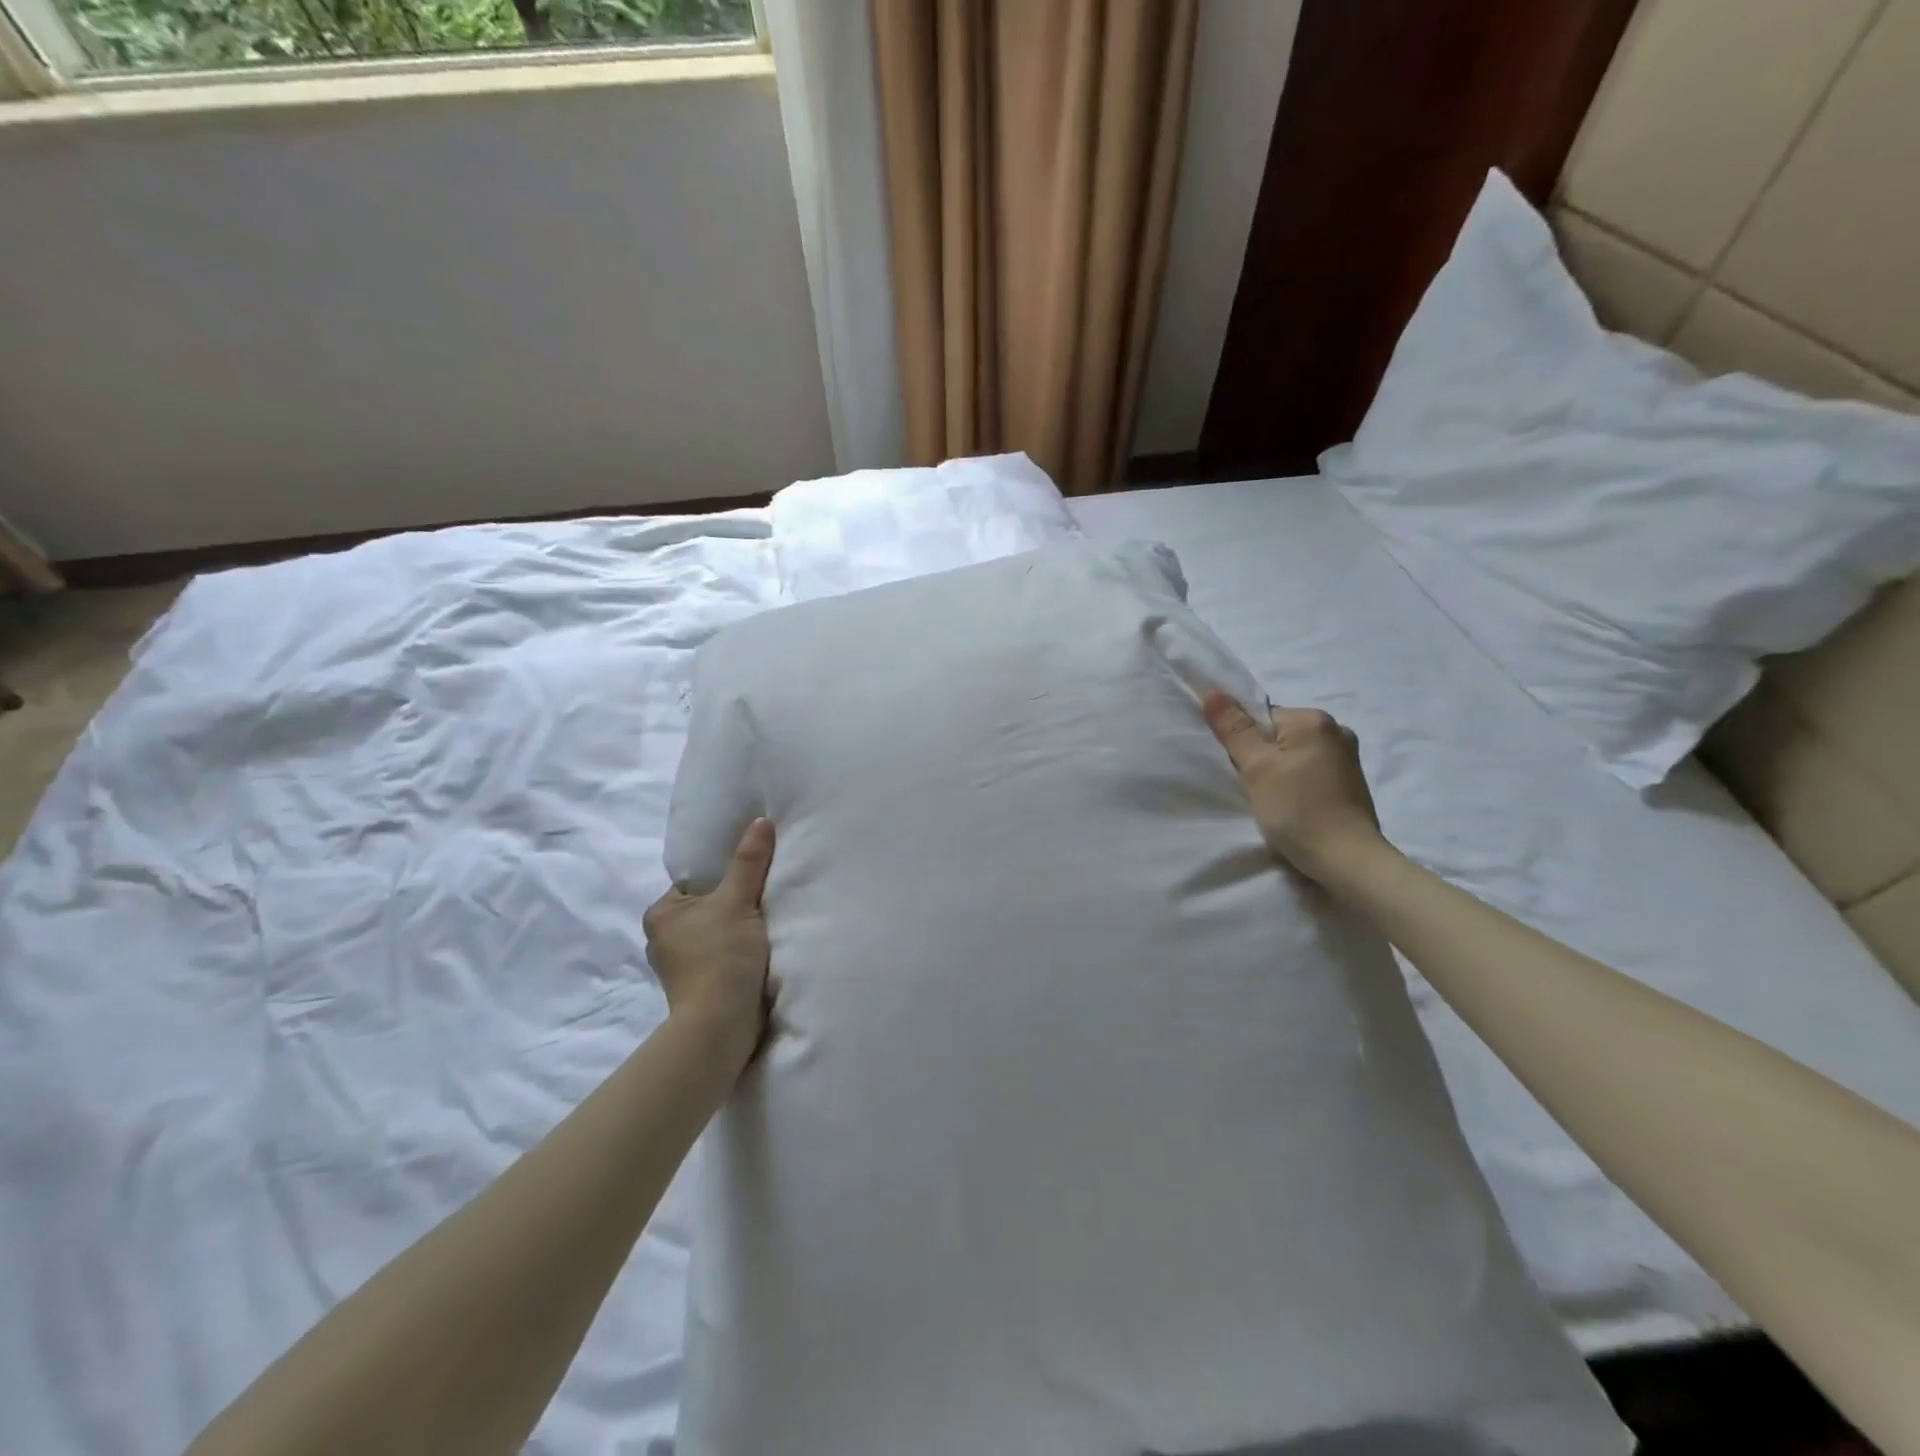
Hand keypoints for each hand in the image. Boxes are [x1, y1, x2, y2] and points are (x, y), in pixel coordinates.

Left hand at [643, 818, 775, 1063]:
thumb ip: (749, 861)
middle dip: (734, 902)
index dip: (725, 873)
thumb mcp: (738, 900)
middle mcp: (663, 938)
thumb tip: (761, 821)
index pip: (697, 880)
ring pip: (717, 932)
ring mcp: (681, 966)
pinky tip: (763, 946)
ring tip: (770, 916)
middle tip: (767, 890)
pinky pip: (723, 956)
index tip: (754, 869)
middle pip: (709, 906)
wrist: (721, 1026)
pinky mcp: (700, 987)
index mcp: (661, 913)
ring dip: (739, 928)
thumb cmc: (721, 956)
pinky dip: (740, 951)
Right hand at [1202, 692, 1388, 888]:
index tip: (1246, 773)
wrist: (1346, 859)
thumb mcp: (1256, 767)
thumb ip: (1234, 729)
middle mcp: (1336, 730)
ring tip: (1276, 801)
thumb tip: (1213, 692)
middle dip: (1262, 759)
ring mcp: (1347, 757)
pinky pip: (1310, 771)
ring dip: (1279, 773)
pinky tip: (1295, 806)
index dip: (1245, 744)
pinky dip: (1297, 784)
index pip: (1261, 718)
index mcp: (1314, 719)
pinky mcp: (1350, 781)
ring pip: (1293, 755)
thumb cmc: (1297, 809)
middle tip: (1258, 789)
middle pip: (1278, 735)